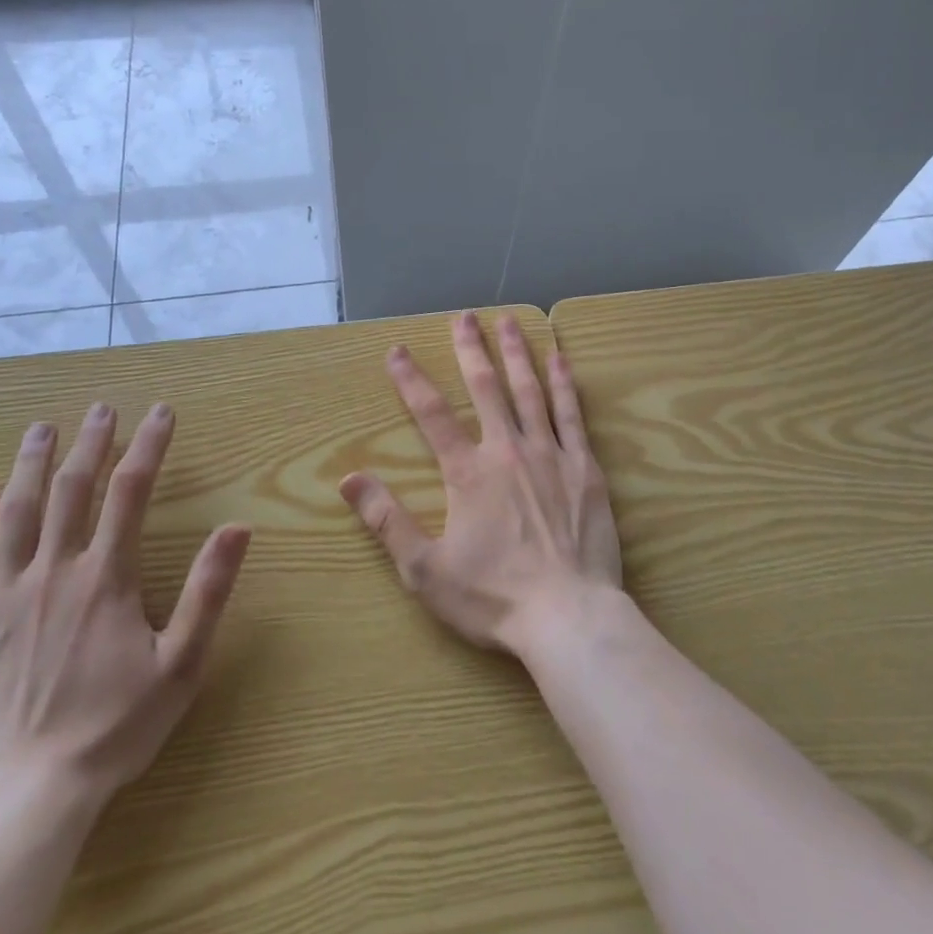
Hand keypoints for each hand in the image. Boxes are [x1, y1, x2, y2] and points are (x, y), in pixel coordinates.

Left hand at [0, 402, 251, 812]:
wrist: (24, 798)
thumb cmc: (113, 728)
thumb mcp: (181, 663)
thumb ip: (208, 590)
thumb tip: (237, 527)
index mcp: (105, 578)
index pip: (131, 492)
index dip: (148, 446)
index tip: (159, 412)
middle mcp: (53, 572)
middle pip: (71, 490)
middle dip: (90, 443)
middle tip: (99, 408)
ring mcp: (1, 597)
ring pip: (15, 513)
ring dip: (29, 464)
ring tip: (40, 428)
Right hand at [339, 311, 623, 658]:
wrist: (568, 616)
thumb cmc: (493, 597)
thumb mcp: (424, 569)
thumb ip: (386, 520)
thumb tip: (348, 479)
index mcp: (468, 472)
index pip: (432, 414)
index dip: (411, 380)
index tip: (397, 350)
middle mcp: (507, 449)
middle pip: (485, 387)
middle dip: (471, 349)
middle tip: (464, 316)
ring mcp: (550, 454)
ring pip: (530, 390)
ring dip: (517, 352)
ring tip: (509, 320)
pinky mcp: (584, 467)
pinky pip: (572, 414)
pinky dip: (564, 383)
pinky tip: (559, 358)